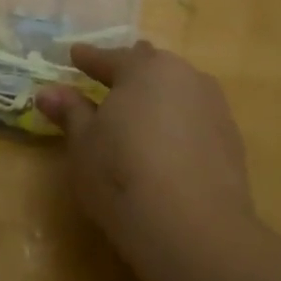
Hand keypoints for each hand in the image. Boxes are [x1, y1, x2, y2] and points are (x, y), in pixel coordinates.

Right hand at [36, 42, 251, 245]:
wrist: (193, 226)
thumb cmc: (121, 174)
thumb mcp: (83, 144)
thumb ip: (70, 112)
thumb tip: (48, 91)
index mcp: (144, 69)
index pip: (110, 58)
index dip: (89, 58)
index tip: (75, 54)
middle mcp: (184, 77)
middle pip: (151, 67)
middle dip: (131, 71)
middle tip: (111, 80)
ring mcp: (214, 107)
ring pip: (179, 91)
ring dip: (159, 97)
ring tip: (142, 113)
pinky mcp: (232, 139)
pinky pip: (197, 119)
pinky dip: (179, 124)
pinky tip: (169, 144)